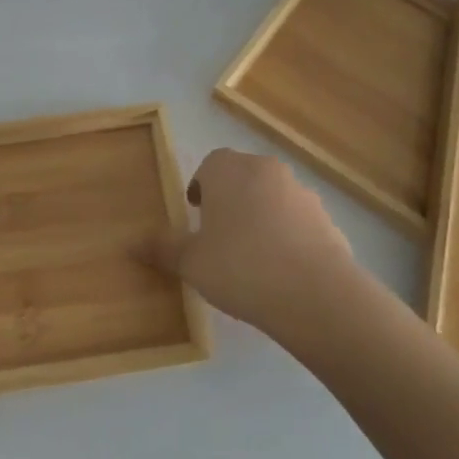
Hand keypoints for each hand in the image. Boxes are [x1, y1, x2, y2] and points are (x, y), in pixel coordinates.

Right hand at [146, 149, 379, 344]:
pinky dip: (289, 237)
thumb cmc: (240, 266)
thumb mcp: (192, 262)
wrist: (315, 294)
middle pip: (243, 177)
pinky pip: (299, 223)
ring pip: (273, 198)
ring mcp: (303, 193)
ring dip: (262, 217)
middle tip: (220, 235)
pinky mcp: (329, 220)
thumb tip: (130, 244)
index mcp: (230, 170)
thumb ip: (163, 249)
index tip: (197, 213)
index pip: (210, 164)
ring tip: (253, 257)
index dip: (202, 187)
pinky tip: (283, 272)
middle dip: (231, 200)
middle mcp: (267, 171)